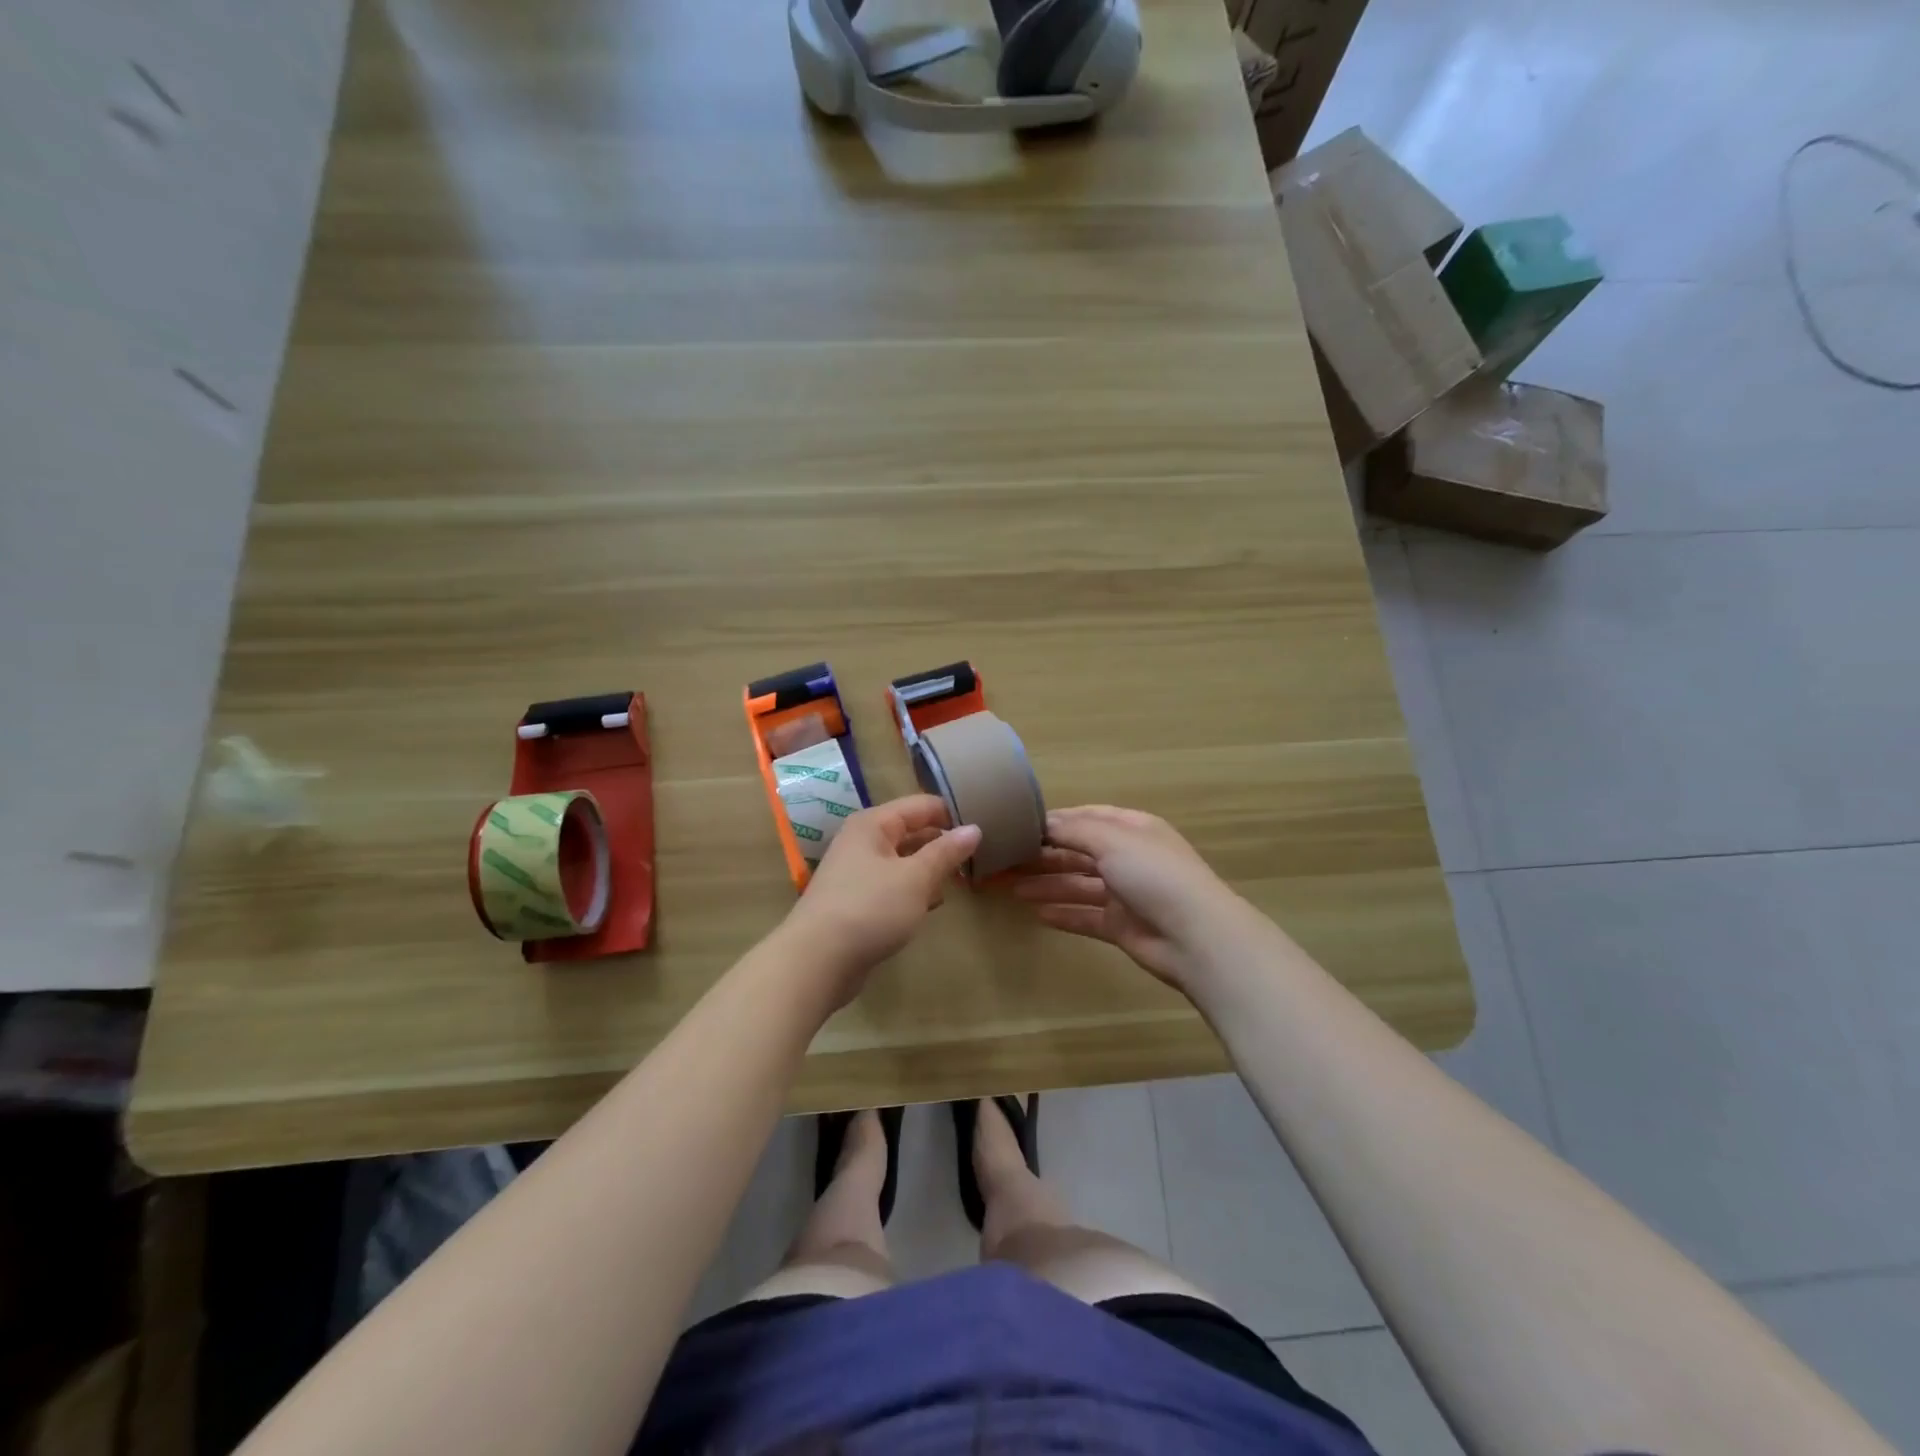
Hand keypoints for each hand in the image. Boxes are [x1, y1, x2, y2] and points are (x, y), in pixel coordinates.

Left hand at [782, 794, 981, 1004]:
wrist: (817, 961)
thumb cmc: (870, 908)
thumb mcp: (916, 878)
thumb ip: (946, 852)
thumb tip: (974, 828)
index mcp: (873, 824)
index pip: (922, 806)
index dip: (953, 814)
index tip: (986, 828)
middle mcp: (862, 841)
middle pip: (911, 831)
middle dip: (943, 843)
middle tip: (979, 857)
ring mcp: (857, 872)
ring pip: (903, 860)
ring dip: (930, 870)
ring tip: (960, 881)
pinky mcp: (856, 901)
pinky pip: (893, 885)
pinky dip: (913, 891)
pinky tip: (931, 905)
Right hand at [1011, 805, 1253, 994]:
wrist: (1196, 936)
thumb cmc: (1154, 875)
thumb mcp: (1112, 840)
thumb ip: (1074, 830)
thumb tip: (1043, 823)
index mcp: (1132, 829)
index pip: (1087, 818)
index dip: (1055, 822)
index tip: (1019, 827)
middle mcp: (1129, 857)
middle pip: (1079, 852)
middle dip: (1044, 856)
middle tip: (1006, 861)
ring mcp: (1125, 893)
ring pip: (1078, 885)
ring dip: (1047, 884)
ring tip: (1011, 888)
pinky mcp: (1121, 926)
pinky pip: (1085, 916)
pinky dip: (1063, 914)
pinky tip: (1036, 914)